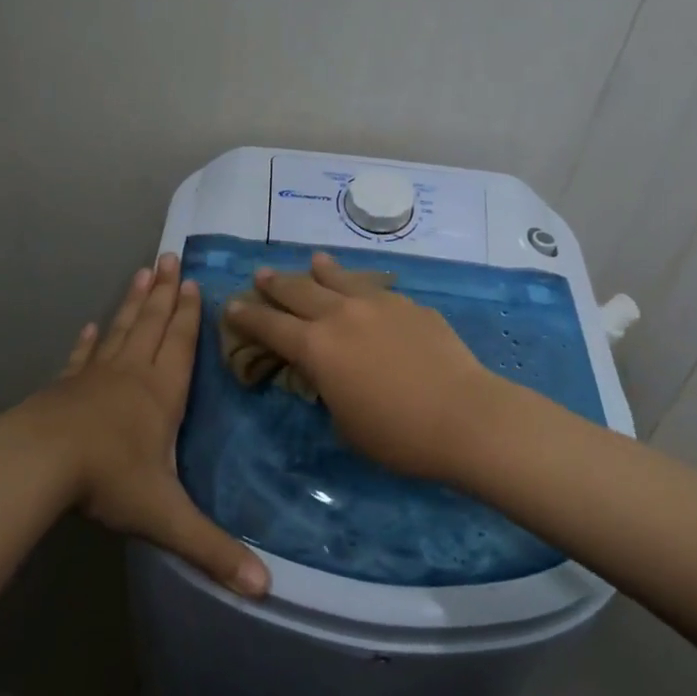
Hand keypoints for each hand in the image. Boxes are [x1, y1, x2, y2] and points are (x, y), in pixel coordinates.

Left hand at [9, 253, 268, 596]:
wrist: (38, 465)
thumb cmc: (109, 480)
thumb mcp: (166, 517)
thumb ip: (213, 550)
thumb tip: (266, 589)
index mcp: (162, 394)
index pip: (182, 345)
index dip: (190, 316)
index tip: (194, 283)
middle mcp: (132, 374)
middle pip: (153, 324)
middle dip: (165, 293)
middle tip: (169, 257)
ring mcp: (95, 376)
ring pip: (122, 329)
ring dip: (134, 302)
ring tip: (142, 272)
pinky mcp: (65, 386)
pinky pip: (83, 356)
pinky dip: (90, 340)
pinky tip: (91, 325)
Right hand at [224, 252, 502, 483]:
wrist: (465, 416)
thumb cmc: (398, 435)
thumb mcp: (345, 423)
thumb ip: (328, 390)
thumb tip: (329, 372)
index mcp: (316, 347)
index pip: (270, 326)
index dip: (247, 316)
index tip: (231, 305)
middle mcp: (341, 315)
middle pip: (299, 290)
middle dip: (276, 284)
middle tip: (261, 275)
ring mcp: (378, 304)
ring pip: (339, 278)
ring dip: (320, 270)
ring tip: (312, 260)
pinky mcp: (410, 305)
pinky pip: (374, 288)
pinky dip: (359, 285)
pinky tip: (363, 288)